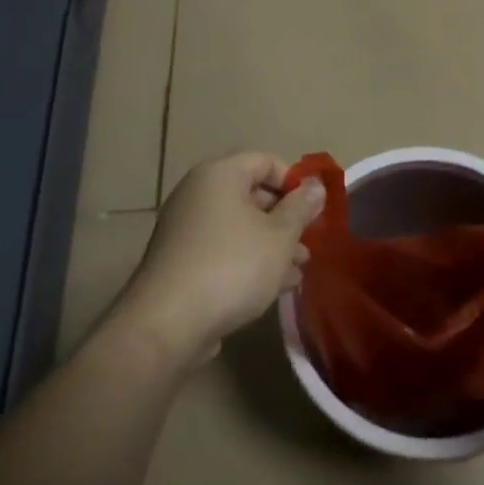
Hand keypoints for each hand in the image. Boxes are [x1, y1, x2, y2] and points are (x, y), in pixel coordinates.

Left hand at [114, 153, 324, 366]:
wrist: (168, 323)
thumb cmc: (232, 266)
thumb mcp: (279, 236)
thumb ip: (301, 208)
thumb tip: (316, 186)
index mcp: (219, 176)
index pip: (264, 161)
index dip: (293, 181)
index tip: (313, 209)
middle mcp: (198, 194)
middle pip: (252, 194)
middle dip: (285, 218)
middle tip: (309, 241)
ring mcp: (186, 229)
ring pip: (240, 227)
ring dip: (272, 244)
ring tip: (299, 269)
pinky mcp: (181, 262)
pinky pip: (224, 250)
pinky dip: (249, 261)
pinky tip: (275, 286)